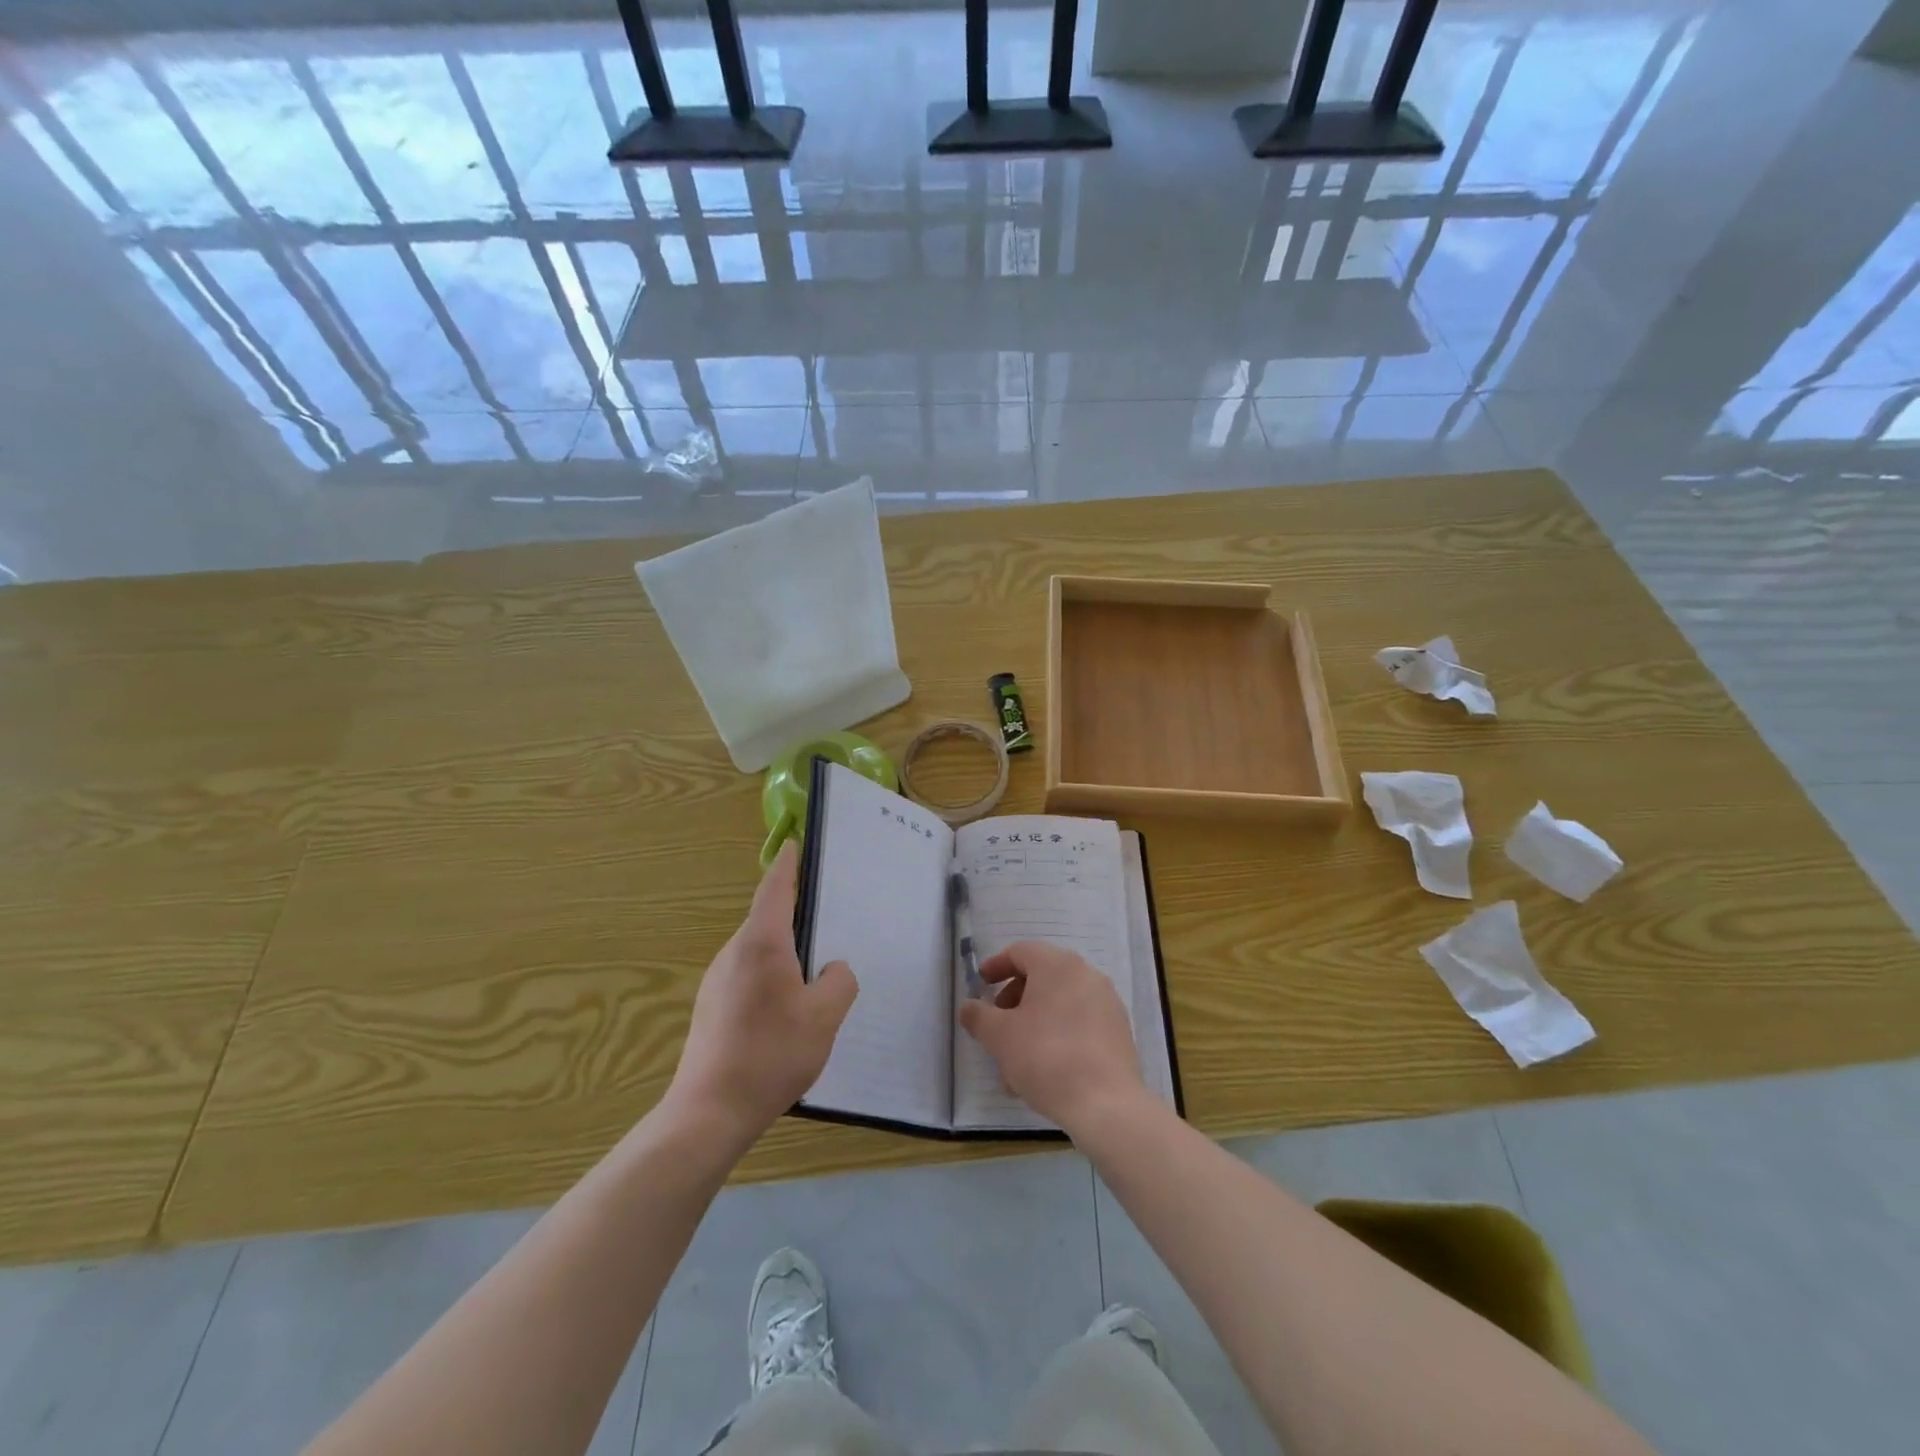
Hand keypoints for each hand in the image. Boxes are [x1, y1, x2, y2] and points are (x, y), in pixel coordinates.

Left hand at [665, 843, 857, 1141]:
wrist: (709, 1112)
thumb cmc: (771, 1054)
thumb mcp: (824, 1017)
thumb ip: (839, 982)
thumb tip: (832, 969)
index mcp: (761, 943)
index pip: (775, 888)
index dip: (788, 865)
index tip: (795, 846)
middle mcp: (734, 952)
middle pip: (767, 918)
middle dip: (794, 912)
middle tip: (829, 915)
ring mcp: (717, 980)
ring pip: (758, 949)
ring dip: (784, 949)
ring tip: (815, 968)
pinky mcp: (711, 1006)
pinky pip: (748, 973)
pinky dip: (771, 973)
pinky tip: (788, 1007)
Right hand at [957, 941, 1143, 1133]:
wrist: (1105, 1104)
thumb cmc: (1045, 1057)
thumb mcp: (1000, 1037)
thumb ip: (978, 1016)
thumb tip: (968, 1006)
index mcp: (1058, 965)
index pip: (1021, 952)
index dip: (996, 966)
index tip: (981, 986)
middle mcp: (1086, 974)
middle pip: (1042, 977)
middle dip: (1014, 999)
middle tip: (998, 1025)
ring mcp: (1107, 1003)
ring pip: (1060, 1004)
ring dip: (1034, 1023)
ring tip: (1015, 1060)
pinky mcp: (1118, 1031)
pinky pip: (1079, 1022)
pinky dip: (1058, 1035)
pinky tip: (1043, 1070)